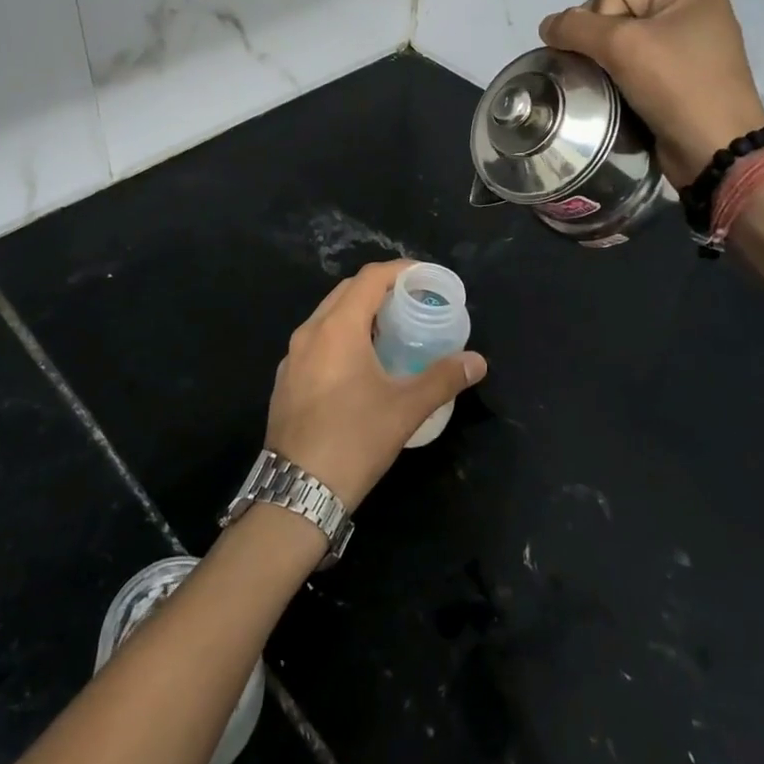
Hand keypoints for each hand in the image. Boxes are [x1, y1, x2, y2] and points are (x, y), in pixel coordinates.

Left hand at [266, 261, 487, 510]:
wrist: (297, 492)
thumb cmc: (354, 440)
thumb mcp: (406, 409)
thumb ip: (443, 379)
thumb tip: (478, 361)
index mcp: (337, 328)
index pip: (369, 278)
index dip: (398, 271)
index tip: (424, 276)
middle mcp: (309, 332)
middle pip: (346, 291)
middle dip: (379, 288)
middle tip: (411, 301)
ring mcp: (292, 356)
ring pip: (328, 316)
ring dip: (358, 312)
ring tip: (389, 329)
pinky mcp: (285, 379)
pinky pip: (316, 340)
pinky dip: (340, 336)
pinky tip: (359, 363)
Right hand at [540, 0, 763, 185]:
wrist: (715, 150)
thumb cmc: (675, 86)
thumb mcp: (622, 45)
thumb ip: (576, 27)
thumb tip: (547, 25)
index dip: (595, 22)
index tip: (600, 55)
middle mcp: (695, 19)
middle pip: (619, 20)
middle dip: (600, 45)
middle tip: (599, 73)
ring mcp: (692, 54)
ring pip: (626, 49)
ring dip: (607, 67)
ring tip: (604, 89)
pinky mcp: (684, 85)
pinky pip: (639, 73)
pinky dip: (622, 84)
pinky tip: (618, 99)